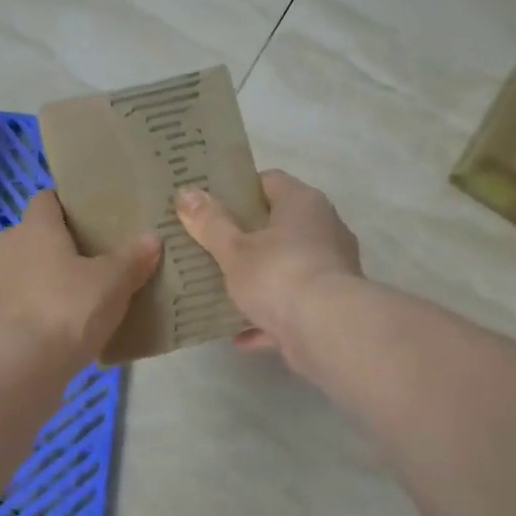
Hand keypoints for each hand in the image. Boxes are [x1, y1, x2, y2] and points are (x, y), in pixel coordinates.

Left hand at [0, 190, 160, 374]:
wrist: (16, 368)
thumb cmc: (66, 309)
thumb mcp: (112, 283)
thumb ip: (132, 259)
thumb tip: (152, 238)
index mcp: (36, 227)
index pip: (47, 199)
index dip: (70, 204)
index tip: (96, 216)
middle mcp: (10, 246)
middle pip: (38, 234)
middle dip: (64, 243)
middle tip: (99, 256)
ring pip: (29, 269)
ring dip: (51, 278)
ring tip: (87, 293)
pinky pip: (24, 302)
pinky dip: (42, 307)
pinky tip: (68, 325)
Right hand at [175, 170, 360, 357]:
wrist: (327, 331)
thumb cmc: (278, 274)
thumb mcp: (234, 249)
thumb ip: (210, 222)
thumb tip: (185, 192)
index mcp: (302, 203)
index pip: (269, 181)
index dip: (239, 190)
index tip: (211, 205)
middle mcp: (323, 228)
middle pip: (278, 225)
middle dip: (245, 237)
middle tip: (208, 245)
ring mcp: (330, 268)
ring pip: (285, 267)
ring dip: (257, 279)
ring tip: (220, 288)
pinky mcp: (329, 306)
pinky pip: (291, 306)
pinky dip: (268, 317)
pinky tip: (238, 333)